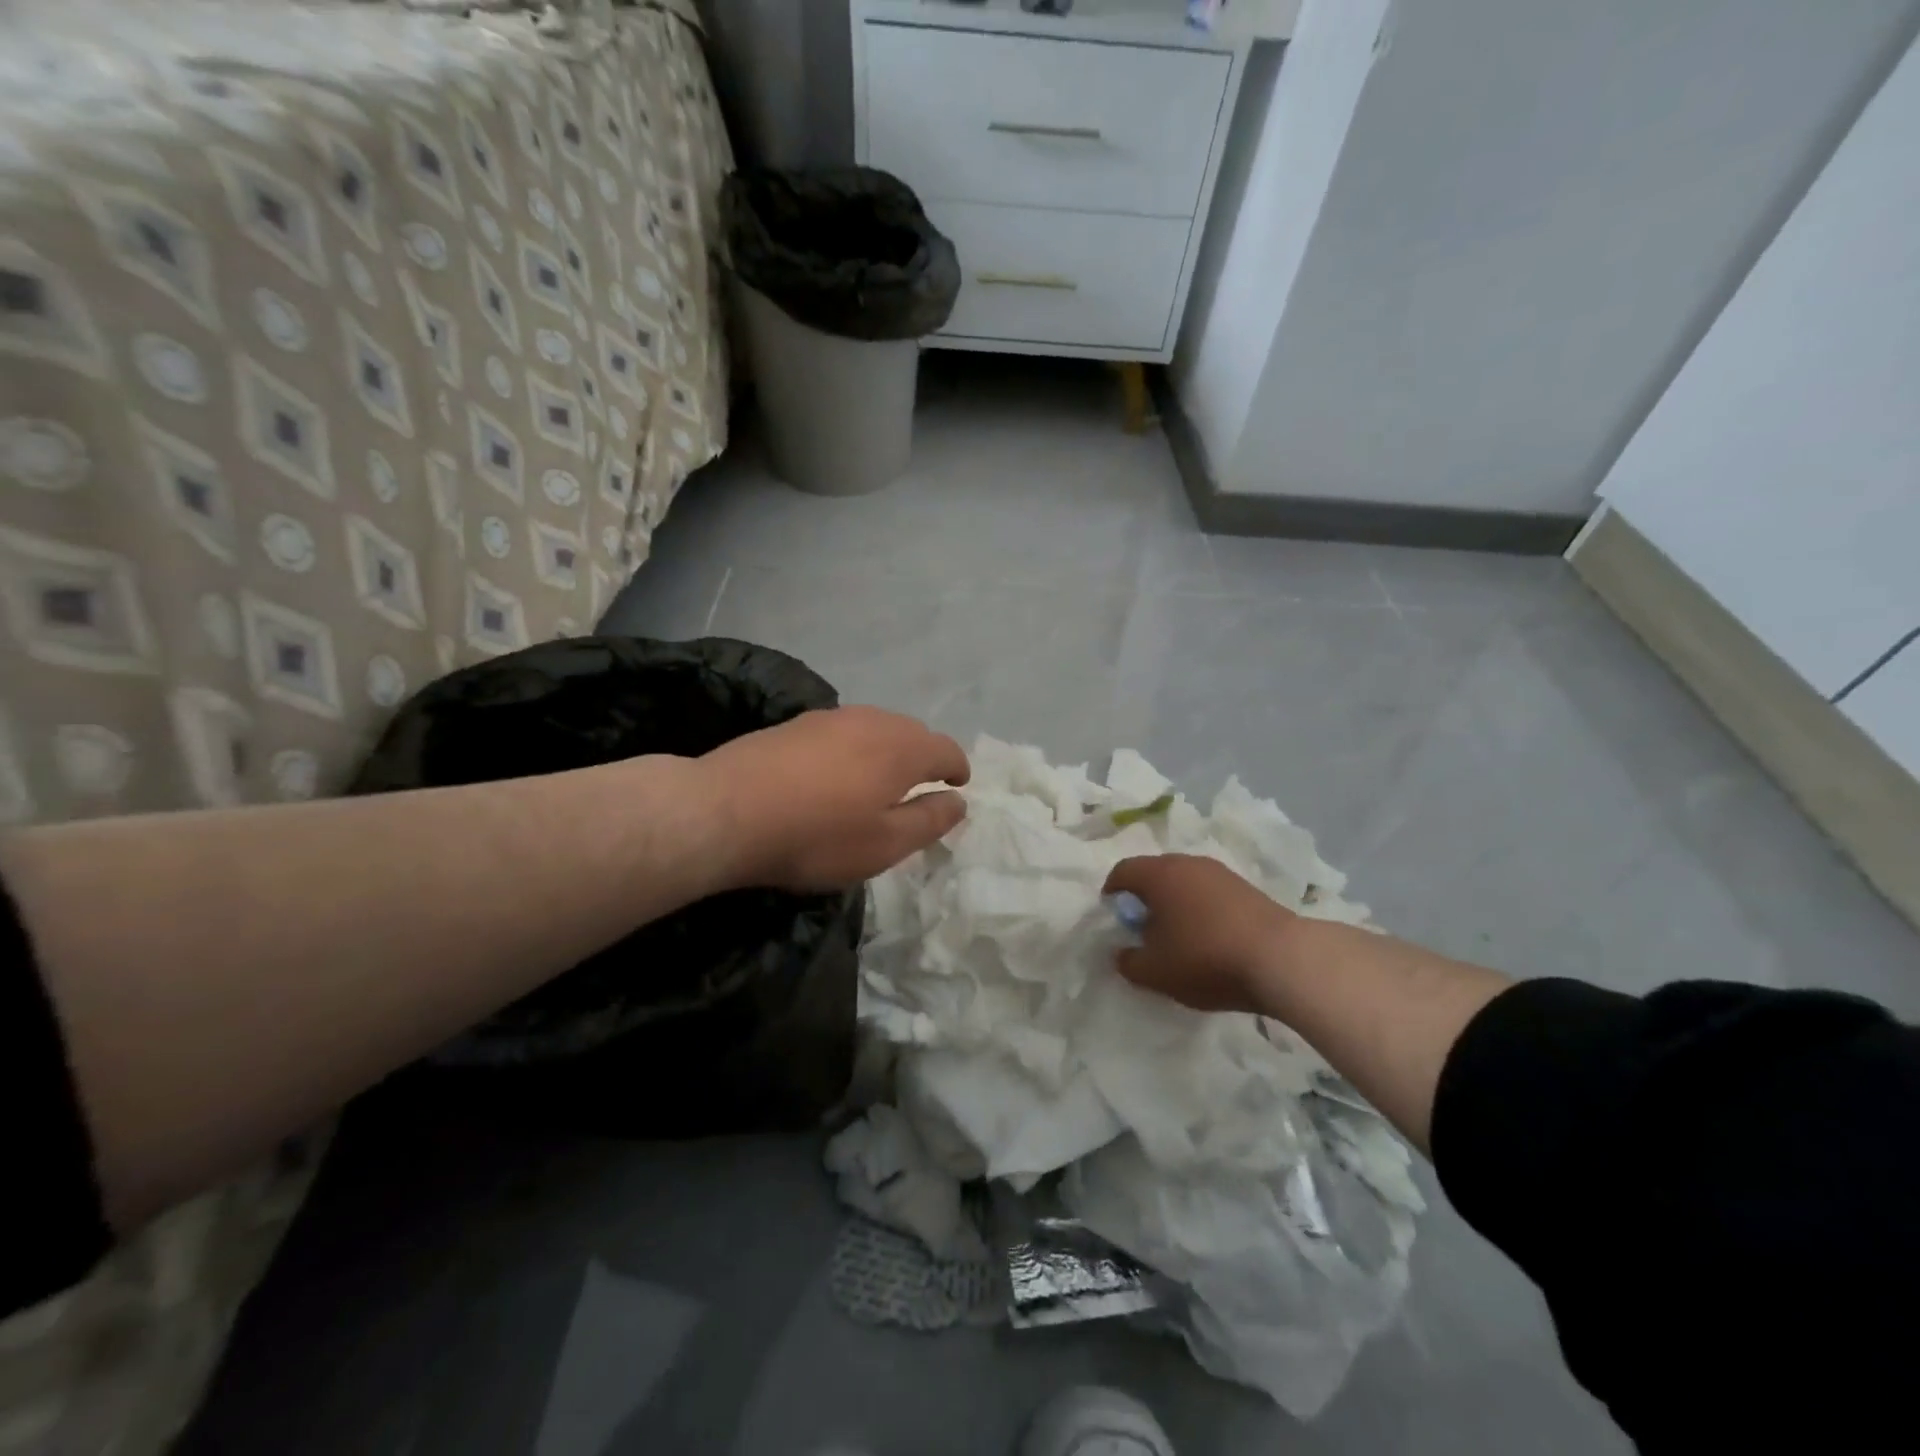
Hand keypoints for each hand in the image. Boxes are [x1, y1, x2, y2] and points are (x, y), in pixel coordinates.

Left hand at [699, 706, 969, 892]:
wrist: (726, 811)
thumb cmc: (816, 836)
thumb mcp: (884, 844)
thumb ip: (929, 821)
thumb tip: (958, 802)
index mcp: (902, 748)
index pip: (945, 749)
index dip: (957, 768)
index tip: (959, 785)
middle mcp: (872, 721)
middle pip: (913, 733)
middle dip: (925, 757)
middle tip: (922, 787)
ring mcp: (831, 717)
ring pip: (876, 728)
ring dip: (889, 750)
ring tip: (881, 780)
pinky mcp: (796, 723)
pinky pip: (844, 731)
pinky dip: (855, 748)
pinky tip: (837, 772)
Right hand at [1103, 854, 1297, 1013]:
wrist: (1281, 958)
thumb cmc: (1205, 958)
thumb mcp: (1155, 972)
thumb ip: (1129, 962)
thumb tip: (1121, 953)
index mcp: (1159, 874)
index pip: (1123, 870)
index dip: (1112, 891)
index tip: (1111, 913)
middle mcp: (1188, 864)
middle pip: (1155, 872)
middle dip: (1144, 896)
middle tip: (1142, 926)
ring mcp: (1221, 873)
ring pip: (1185, 881)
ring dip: (1175, 902)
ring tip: (1177, 934)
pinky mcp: (1247, 888)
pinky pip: (1210, 892)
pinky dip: (1201, 908)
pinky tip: (1208, 937)